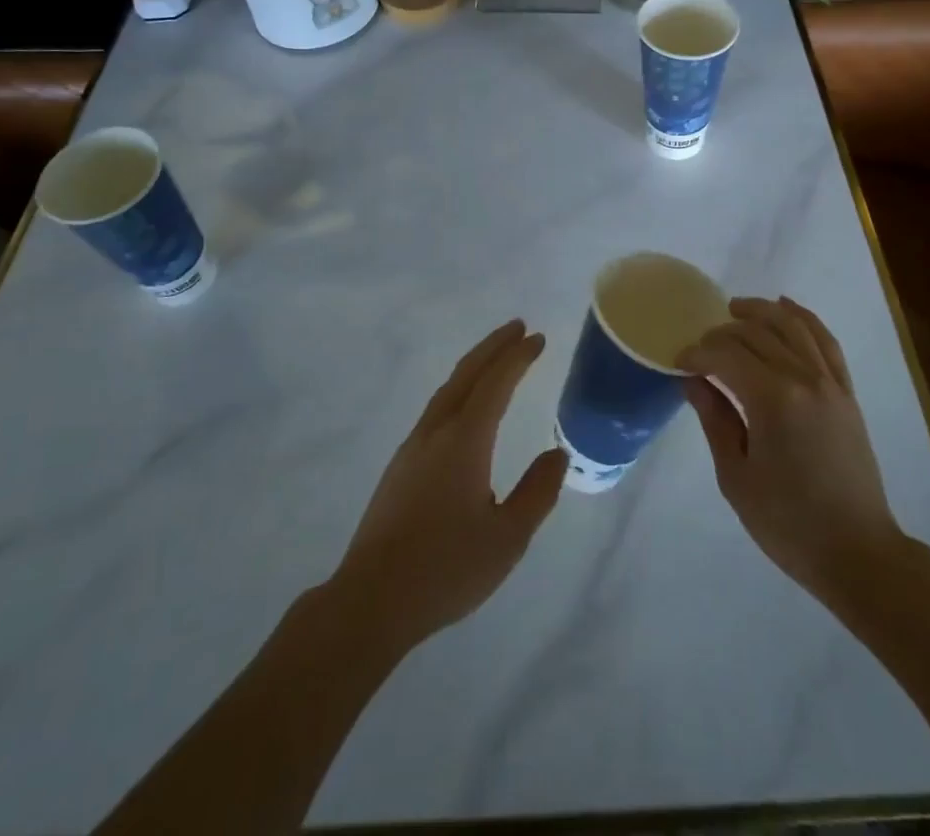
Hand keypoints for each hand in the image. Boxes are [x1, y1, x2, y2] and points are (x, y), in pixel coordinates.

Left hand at [327, 320, 567, 653]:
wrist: (371, 601)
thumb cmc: (445, 569)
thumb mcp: (507, 538)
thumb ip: (537, 493)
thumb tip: (557, 454)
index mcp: (464, 441)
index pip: (495, 384)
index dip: (517, 358)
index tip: (537, 338)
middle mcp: (436, 432)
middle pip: (466, 374)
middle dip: (494, 347)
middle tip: (518, 328)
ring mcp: (412, 447)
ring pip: (447, 390)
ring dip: (474, 366)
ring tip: (495, 357)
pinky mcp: (400, 466)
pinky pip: (436, 409)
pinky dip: (458, 389)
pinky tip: (464, 406)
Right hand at [681, 297, 903, 616]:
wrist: (857, 552)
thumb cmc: (788, 522)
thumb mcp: (736, 476)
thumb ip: (715, 419)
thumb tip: (693, 380)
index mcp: (773, 400)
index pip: (726, 355)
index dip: (698, 352)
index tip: (678, 362)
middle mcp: (804, 379)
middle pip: (757, 334)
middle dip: (722, 333)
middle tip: (700, 347)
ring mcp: (831, 383)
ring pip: (793, 326)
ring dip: (761, 311)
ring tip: (735, 309)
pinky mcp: (846, 393)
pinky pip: (826, 342)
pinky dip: (805, 318)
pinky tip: (786, 308)